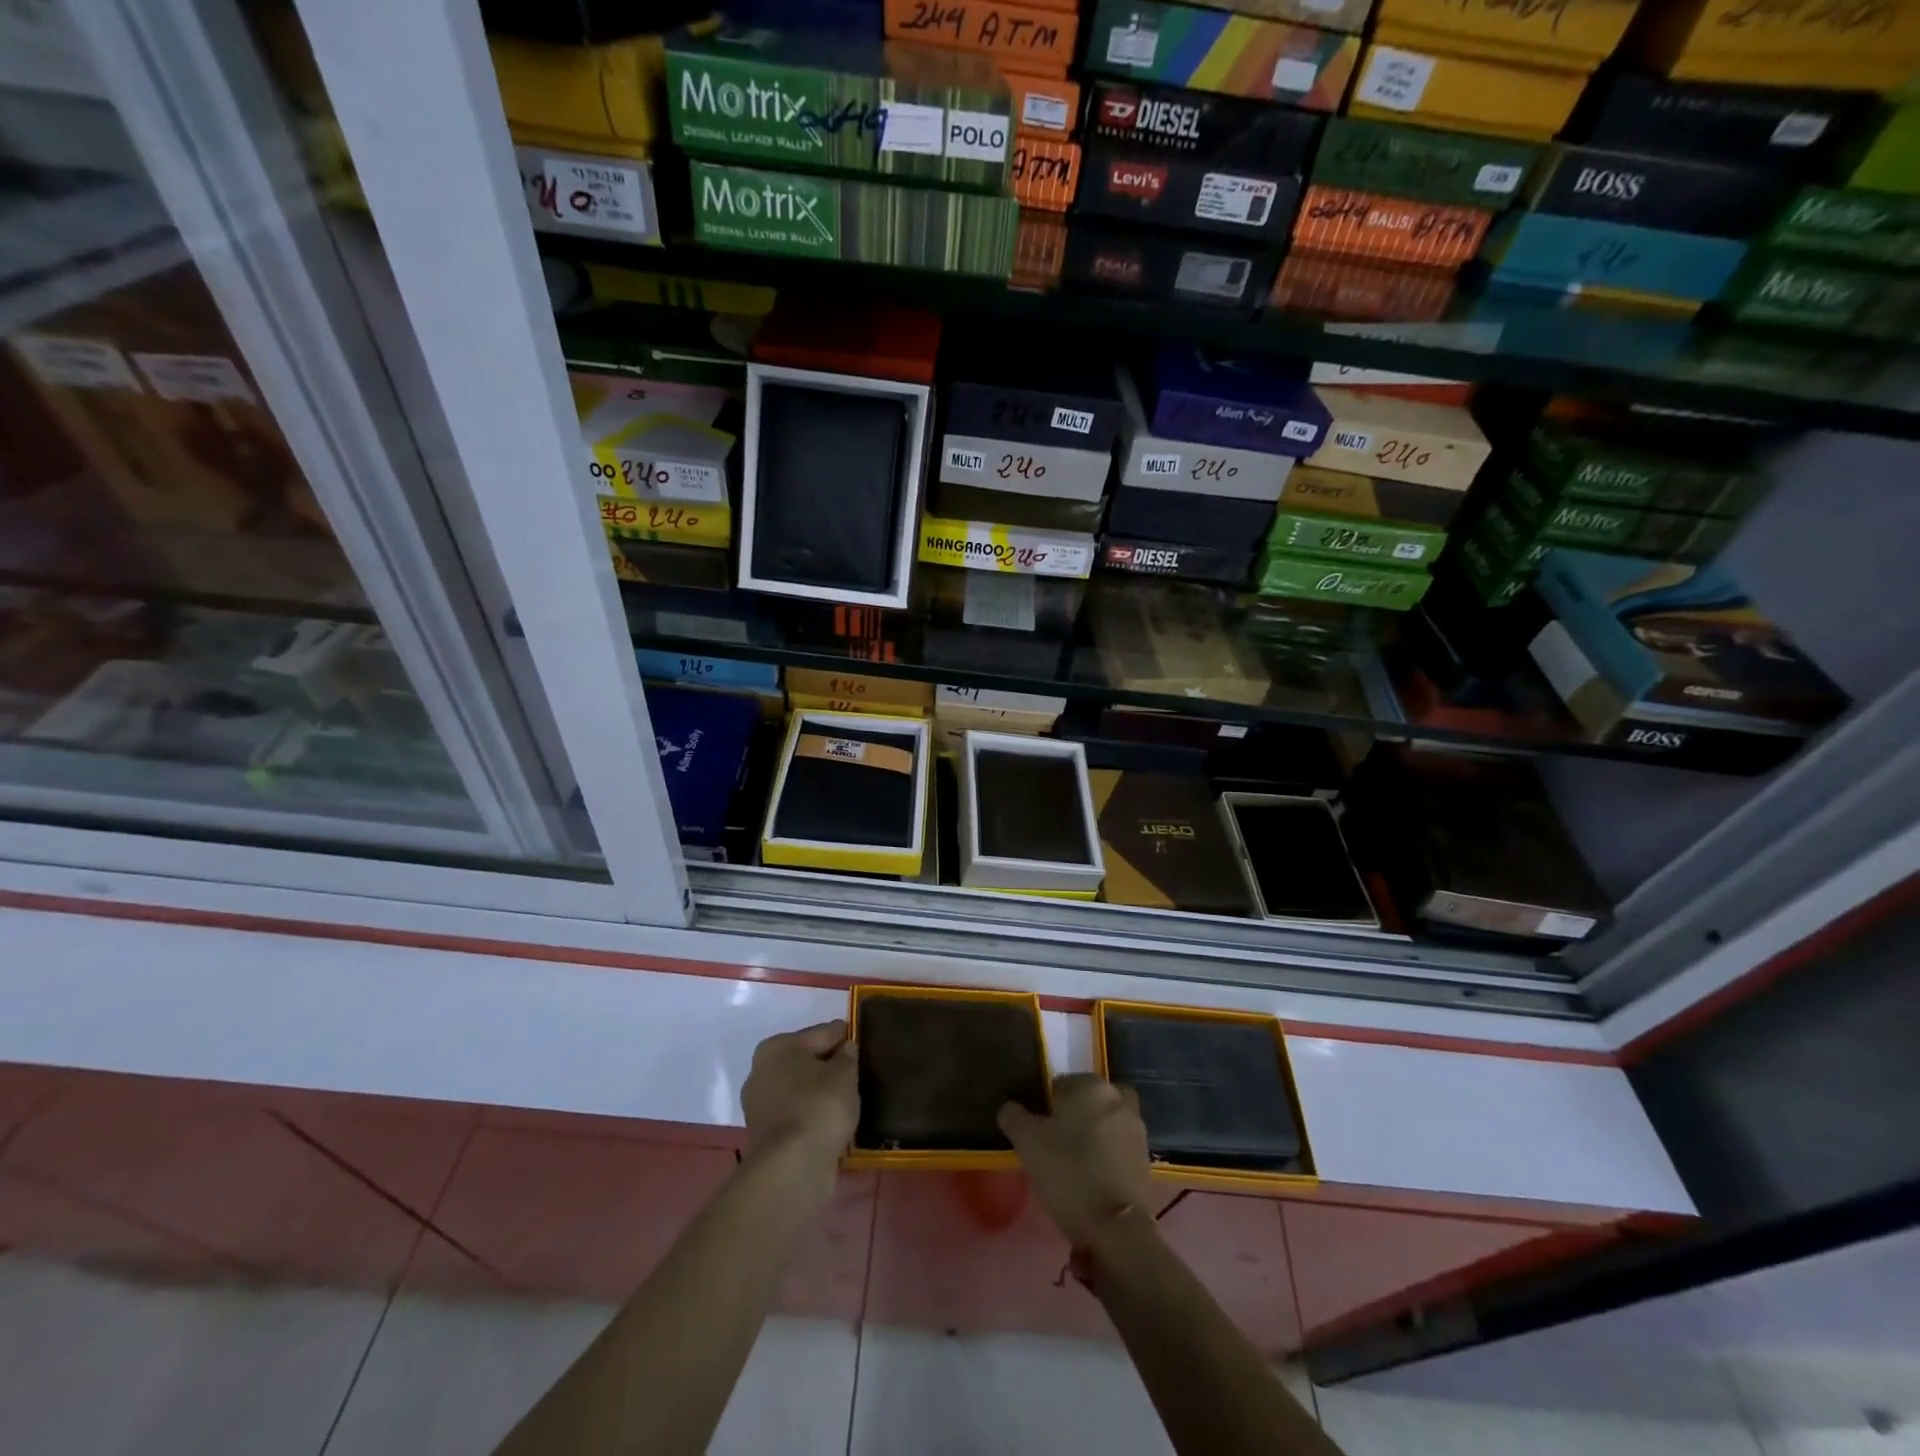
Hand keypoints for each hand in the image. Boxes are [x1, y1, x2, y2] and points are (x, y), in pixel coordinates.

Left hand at [740, 1021, 858, 1199]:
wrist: (792, 1169)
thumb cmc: (819, 1108)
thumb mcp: (845, 1074)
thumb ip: (848, 1056)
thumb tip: (845, 1049)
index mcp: (777, 1047)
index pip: (822, 1033)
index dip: (845, 1037)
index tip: (864, 1043)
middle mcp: (761, 1071)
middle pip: (807, 1061)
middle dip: (830, 1066)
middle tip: (858, 1074)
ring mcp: (760, 1106)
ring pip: (801, 1090)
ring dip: (821, 1093)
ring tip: (850, 1100)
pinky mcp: (765, 1135)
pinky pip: (797, 1114)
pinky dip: (813, 1116)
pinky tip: (833, 1122)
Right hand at [999, 1074, 1153, 1245]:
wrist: (1115, 1229)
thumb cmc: (1068, 1172)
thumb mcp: (1027, 1142)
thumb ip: (1014, 1116)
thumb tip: (1010, 1108)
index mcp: (1092, 1085)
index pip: (1062, 1083)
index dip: (1046, 1105)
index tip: (1037, 1129)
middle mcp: (1119, 1098)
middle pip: (1088, 1101)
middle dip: (1074, 1116)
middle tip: (1055, 1143)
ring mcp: (1137, 1129)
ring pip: (1105, 1123)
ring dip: (1092, 1135)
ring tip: (1072, 1163)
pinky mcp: (1146, 1159)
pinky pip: (1118, 1147)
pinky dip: (1106, 1156)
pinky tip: (1091, 1178)